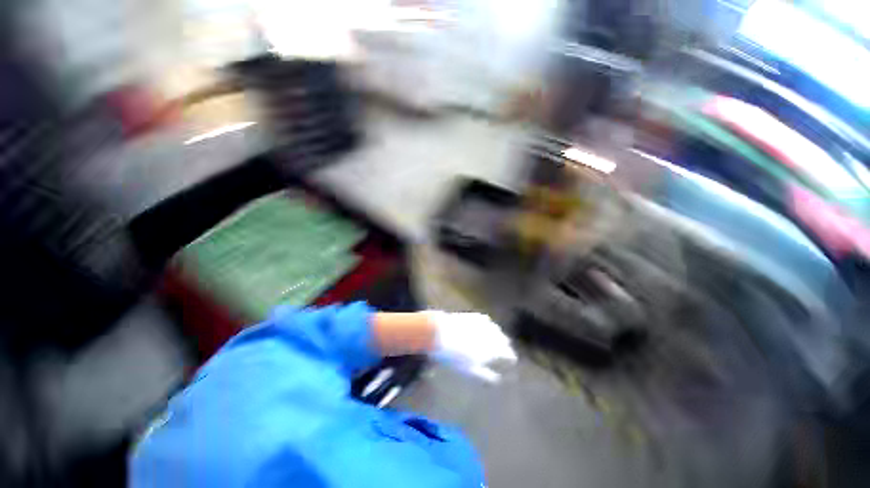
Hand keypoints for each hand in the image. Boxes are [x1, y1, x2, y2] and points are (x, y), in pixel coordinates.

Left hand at [425, 311, 516, 381]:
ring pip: (496, 329)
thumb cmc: (451, 355)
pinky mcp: (472, 316)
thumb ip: (484, 374)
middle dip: (506, 345)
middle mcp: (488, 335)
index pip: (507, 353)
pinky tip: (488, 325)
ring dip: (499, 334)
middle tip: (506, 350)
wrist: (437, 332)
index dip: (510, 356)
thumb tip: (496, 379)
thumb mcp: (467, 369)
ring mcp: (480, 324)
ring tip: (499, 338)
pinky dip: (489, 324)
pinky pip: (486, 320)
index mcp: (489, 350)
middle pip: (503, 339)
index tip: (512, 359)